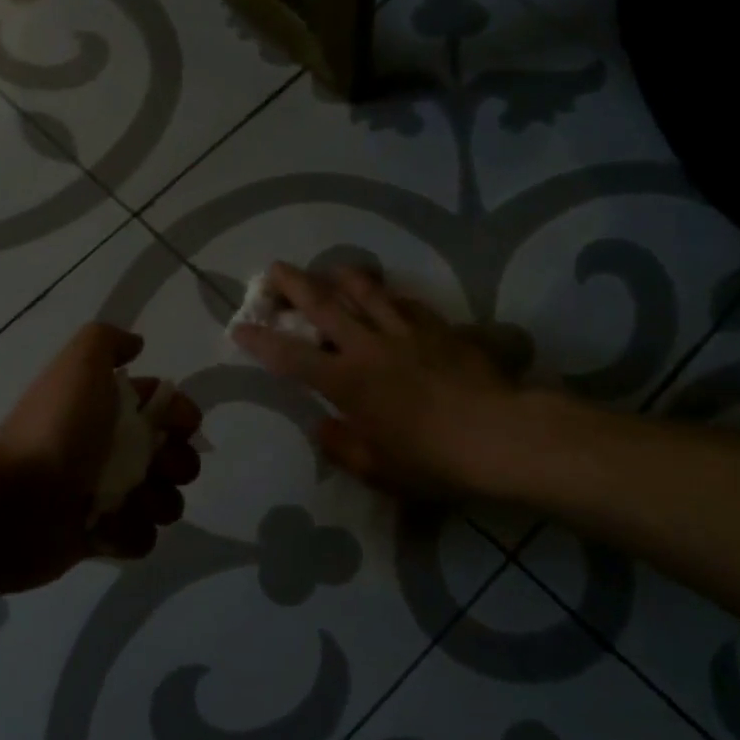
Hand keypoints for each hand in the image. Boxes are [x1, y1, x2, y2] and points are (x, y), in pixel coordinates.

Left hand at [0, 322, 201, 588]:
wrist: (12, 500)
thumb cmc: (55, 430)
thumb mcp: (79, 365)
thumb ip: (108, 341)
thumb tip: (137, 345)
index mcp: (108, 411)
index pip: (166, 410)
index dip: (182, 416)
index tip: (181, 425)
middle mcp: (111, 451)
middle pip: (175, 458)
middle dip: (178, 464)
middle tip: (158, 467)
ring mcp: (107, 496)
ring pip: (165, 500)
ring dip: (158, 502)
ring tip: (131, 502)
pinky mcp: (101, 537)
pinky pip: (140, 538)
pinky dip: (128, 534)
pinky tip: (104, 528)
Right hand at [231, 262, 528, 500]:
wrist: (500, 436)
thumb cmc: (433, 461)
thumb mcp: (378, 469)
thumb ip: (342, 446)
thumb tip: (323, 426)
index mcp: (347, 383)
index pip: (292, 356)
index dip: (261, 341)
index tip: (239, 327)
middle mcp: (369, 347)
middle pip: (324, 304)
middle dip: (293, 284)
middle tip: (273, 270)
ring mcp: (406, 332)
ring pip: (366, 290)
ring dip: (340, 277)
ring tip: (329, 271)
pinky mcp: (439, 328)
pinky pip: (406, 303)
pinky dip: (388, 297)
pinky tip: (388, 299)